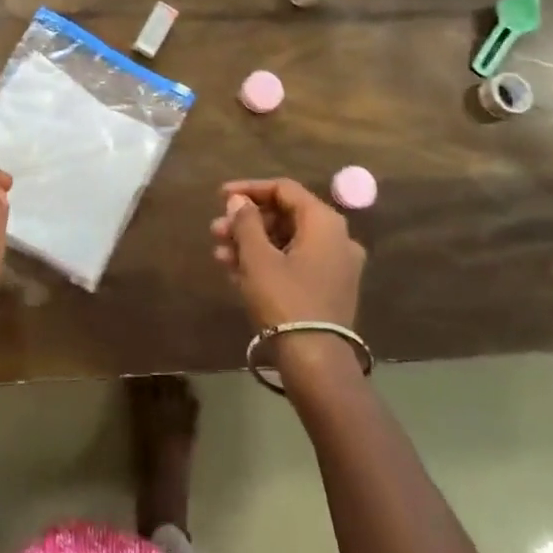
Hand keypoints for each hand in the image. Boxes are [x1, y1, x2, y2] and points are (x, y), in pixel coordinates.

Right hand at [211, 178, 364, 331]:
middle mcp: (337, 238)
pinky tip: (236, 272)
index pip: (284, 189)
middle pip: (285, 216)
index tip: (220, 197)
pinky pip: (294, 263)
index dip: (249, 189)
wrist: (315, 363)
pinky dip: (267, 262)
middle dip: (247, 222)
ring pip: (287, 242)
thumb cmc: (285, 301)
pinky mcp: (329, 290)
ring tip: (219, 254)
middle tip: (215, 231)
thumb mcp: (258, 258)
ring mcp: (336, 266)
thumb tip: (239, 201)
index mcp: (324, 222)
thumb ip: (246, 222)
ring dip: (252, 243)